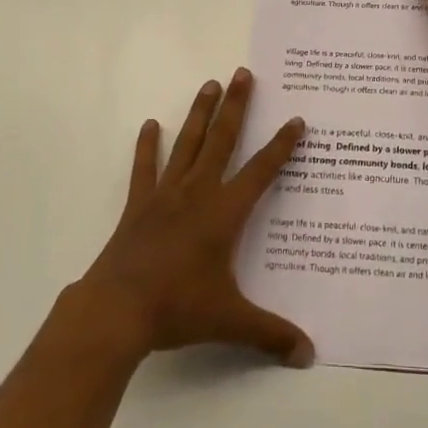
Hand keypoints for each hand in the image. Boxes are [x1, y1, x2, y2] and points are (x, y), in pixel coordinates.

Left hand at [75, 69, 313, 367]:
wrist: (117, 310)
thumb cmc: (178, 308)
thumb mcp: (230, 321)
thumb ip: (271, 334)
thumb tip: (310, 354)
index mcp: (224, 212)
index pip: (261, 171)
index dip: (281, 145)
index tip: (296, 119)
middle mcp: (198, 192)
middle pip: (222, 140)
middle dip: (236, 105)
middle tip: (244, 73)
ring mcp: (165, 194)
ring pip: (188, 143)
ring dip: (199, 113)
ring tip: (209, 83)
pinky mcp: (139, 204)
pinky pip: (145, 168)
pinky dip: (147, 146)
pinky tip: (150, 124)